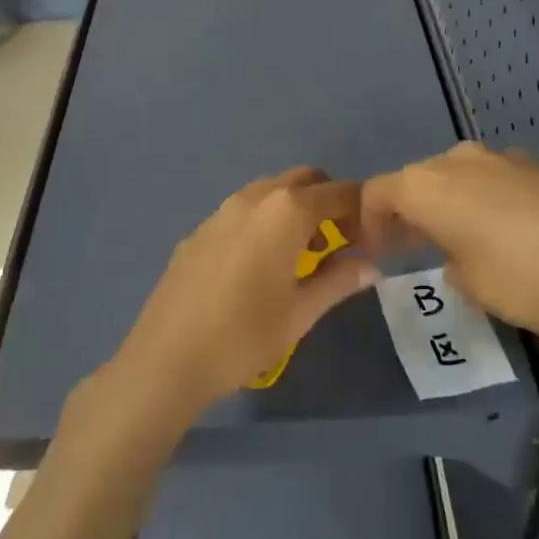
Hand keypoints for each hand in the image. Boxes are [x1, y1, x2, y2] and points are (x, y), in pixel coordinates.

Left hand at [109, 167, 380, 425]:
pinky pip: (242, 210)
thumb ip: (339, 280)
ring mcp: (221, 210)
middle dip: (328, 201)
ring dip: (294, 209)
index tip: (371, 239)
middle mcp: (254, 198)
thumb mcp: (301, 312)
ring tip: (299, 255)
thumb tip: (371, 267)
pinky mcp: (198, 230)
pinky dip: (263, 221)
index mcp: (286, 211)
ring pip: (270, 191)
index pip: (339, 193)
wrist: (167, 358)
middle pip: (304, 180)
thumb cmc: (244, 336)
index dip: (362, 211)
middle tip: (337, 242)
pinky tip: (257, 265)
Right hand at [360, 143, 538, 362]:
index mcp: (429, 184)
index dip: (369, 222)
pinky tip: (515, 239)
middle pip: (421, 179)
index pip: (378, 192)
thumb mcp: (472, 286)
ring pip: (463, 179)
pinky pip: (500, 183)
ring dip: (454, 206)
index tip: (375, 251)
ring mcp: (508, 159)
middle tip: (414, 248)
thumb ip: (452, 265)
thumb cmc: (526, 278)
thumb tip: (460, 259)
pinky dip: (492, 205)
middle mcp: (462, 160)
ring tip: (464, 245)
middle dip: (412, 212)